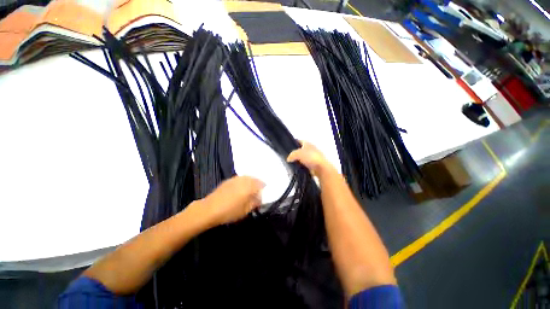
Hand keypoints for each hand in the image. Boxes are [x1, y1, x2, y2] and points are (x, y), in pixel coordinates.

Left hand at [201, 176, 264, 225]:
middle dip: (257, 184)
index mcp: (250, 186)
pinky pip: (240, 179)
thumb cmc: (230, 211)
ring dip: (251, 182)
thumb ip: (255, 202)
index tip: (263, 195)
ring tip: (249, 191)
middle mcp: (244, 179)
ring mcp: (236, 178)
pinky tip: (240, 189)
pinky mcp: (229, 180)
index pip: (262, 184)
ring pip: (247, 178)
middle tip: (257, 193)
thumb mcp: (246, 210)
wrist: (209, 209)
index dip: (264, 189)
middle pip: (255, 179)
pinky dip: (243, 182)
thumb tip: (260, 198)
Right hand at [287, 141, 332, 175]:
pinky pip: (305, 165)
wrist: (321, 168)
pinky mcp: (313, 165)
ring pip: (302, 158)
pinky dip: (301, 166)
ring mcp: (312, 157)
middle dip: (295, 153)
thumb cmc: (310, 157)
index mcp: (307, 143)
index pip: (298, 141)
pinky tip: (297, 169)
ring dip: (298, 161)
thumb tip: (288, 159)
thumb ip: (291, 155)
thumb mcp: (298, 153)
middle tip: (288, 157)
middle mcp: (310, 149)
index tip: (287, 147)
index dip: (293, 143)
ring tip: (292, 164)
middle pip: (300, 150)